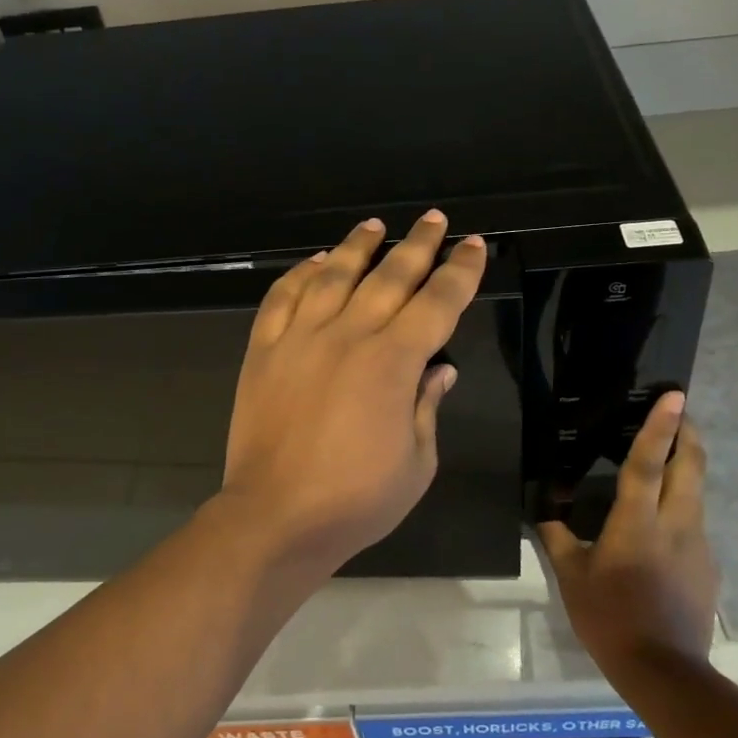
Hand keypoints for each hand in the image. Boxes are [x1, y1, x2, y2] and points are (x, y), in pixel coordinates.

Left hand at [218, 211, 487, 573]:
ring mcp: (301, 338)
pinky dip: (299, 274)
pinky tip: (314, 262)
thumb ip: (427, 406)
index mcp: (393, 362)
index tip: (473, 246)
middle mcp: (349, 335)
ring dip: (358, 246)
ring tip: (374, 225)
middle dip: (418, 244)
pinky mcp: (265, 350)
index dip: (460, 271)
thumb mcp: (417, 462)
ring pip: (333, 275)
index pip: (437, 302)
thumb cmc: (357, 500)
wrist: (275, 517)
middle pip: (390, 276)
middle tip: (434, 219)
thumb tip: (439, 368)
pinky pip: (282, 298)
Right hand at [538, 391, 718, 673]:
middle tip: (680, 411)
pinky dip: (683, 505)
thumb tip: (546, 514)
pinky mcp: (709, 565)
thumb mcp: (572, 578)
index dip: (660, 427)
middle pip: (691, 466)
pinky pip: (695, 522)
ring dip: (687, 466)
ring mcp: (698, 545)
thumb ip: (558, 539)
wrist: (666, 672)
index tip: (675, 397)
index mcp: (637, 523)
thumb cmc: (610, 619)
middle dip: (689, 433)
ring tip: (668, 458)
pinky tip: (663, 524)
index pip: (648, 463)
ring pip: (697, 492)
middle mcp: (675, 524)